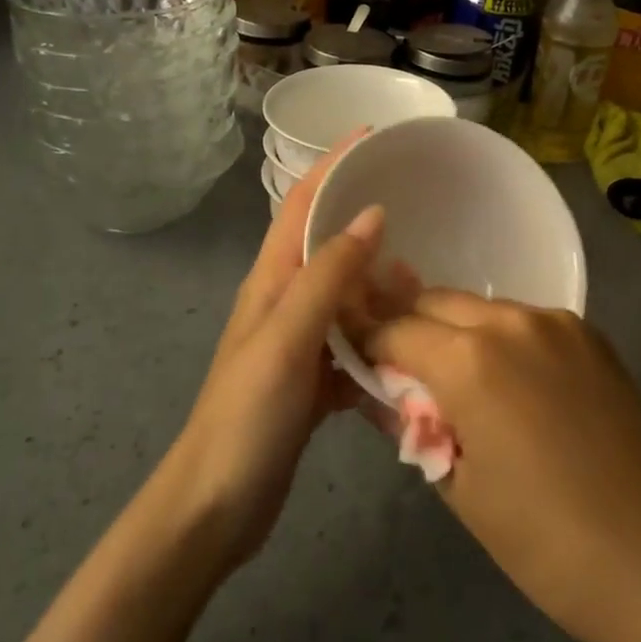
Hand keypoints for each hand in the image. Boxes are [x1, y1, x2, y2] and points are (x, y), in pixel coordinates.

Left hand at [161, 140, 383, 567]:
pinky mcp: (313, 378)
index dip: (333, 163)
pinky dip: (379, 336)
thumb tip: (372, 213)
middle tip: (418, 212)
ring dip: (380, 284)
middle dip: (366, 220)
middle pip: (328, 242)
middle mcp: (285, 299)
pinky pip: (354, 342)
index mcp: (272, 278)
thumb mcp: (289, 336)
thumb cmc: (247, 413)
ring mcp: (299, 340)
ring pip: (347, 294)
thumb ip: (329, 274)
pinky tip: (410, 342)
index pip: (302, 201)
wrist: (216, 506)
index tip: (372, 135)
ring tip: (424, 283)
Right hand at [359, 293, 640, 641]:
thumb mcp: (458, 486)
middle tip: (402, 366)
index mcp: (470, 361)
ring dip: (459, 331)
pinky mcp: (589, 334)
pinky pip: (526, 321)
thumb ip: (416, 424)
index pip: (397, 329)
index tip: (358, 356)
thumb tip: (389, 394)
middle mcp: (511, 322)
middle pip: (438, 302)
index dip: (370, 341)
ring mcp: (556, 322)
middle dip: (412, 326)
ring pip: (483, 308)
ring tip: (458, 377)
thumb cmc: (542, 538)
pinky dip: (504, 339)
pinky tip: (511, 382)